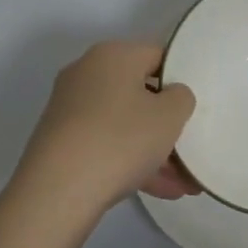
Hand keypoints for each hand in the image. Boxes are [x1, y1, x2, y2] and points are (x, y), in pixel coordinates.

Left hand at [15, 41, 200, 219]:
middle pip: (139, 92)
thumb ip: (181, 97)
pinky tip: (158, 190)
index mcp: (113, 54)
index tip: (193, 106)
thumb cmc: (120, 140)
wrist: (55, 193)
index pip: (157, 55)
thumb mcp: (170, 115)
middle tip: (189, 146)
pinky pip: (105, 144)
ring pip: (123, 123)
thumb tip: (171, 96)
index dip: (180, 79)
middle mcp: (87, 73)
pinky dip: (129, 161)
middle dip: (166, 123)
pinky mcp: (59, 142)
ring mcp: (69, 108)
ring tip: (181, 182)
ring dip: (152, 149)